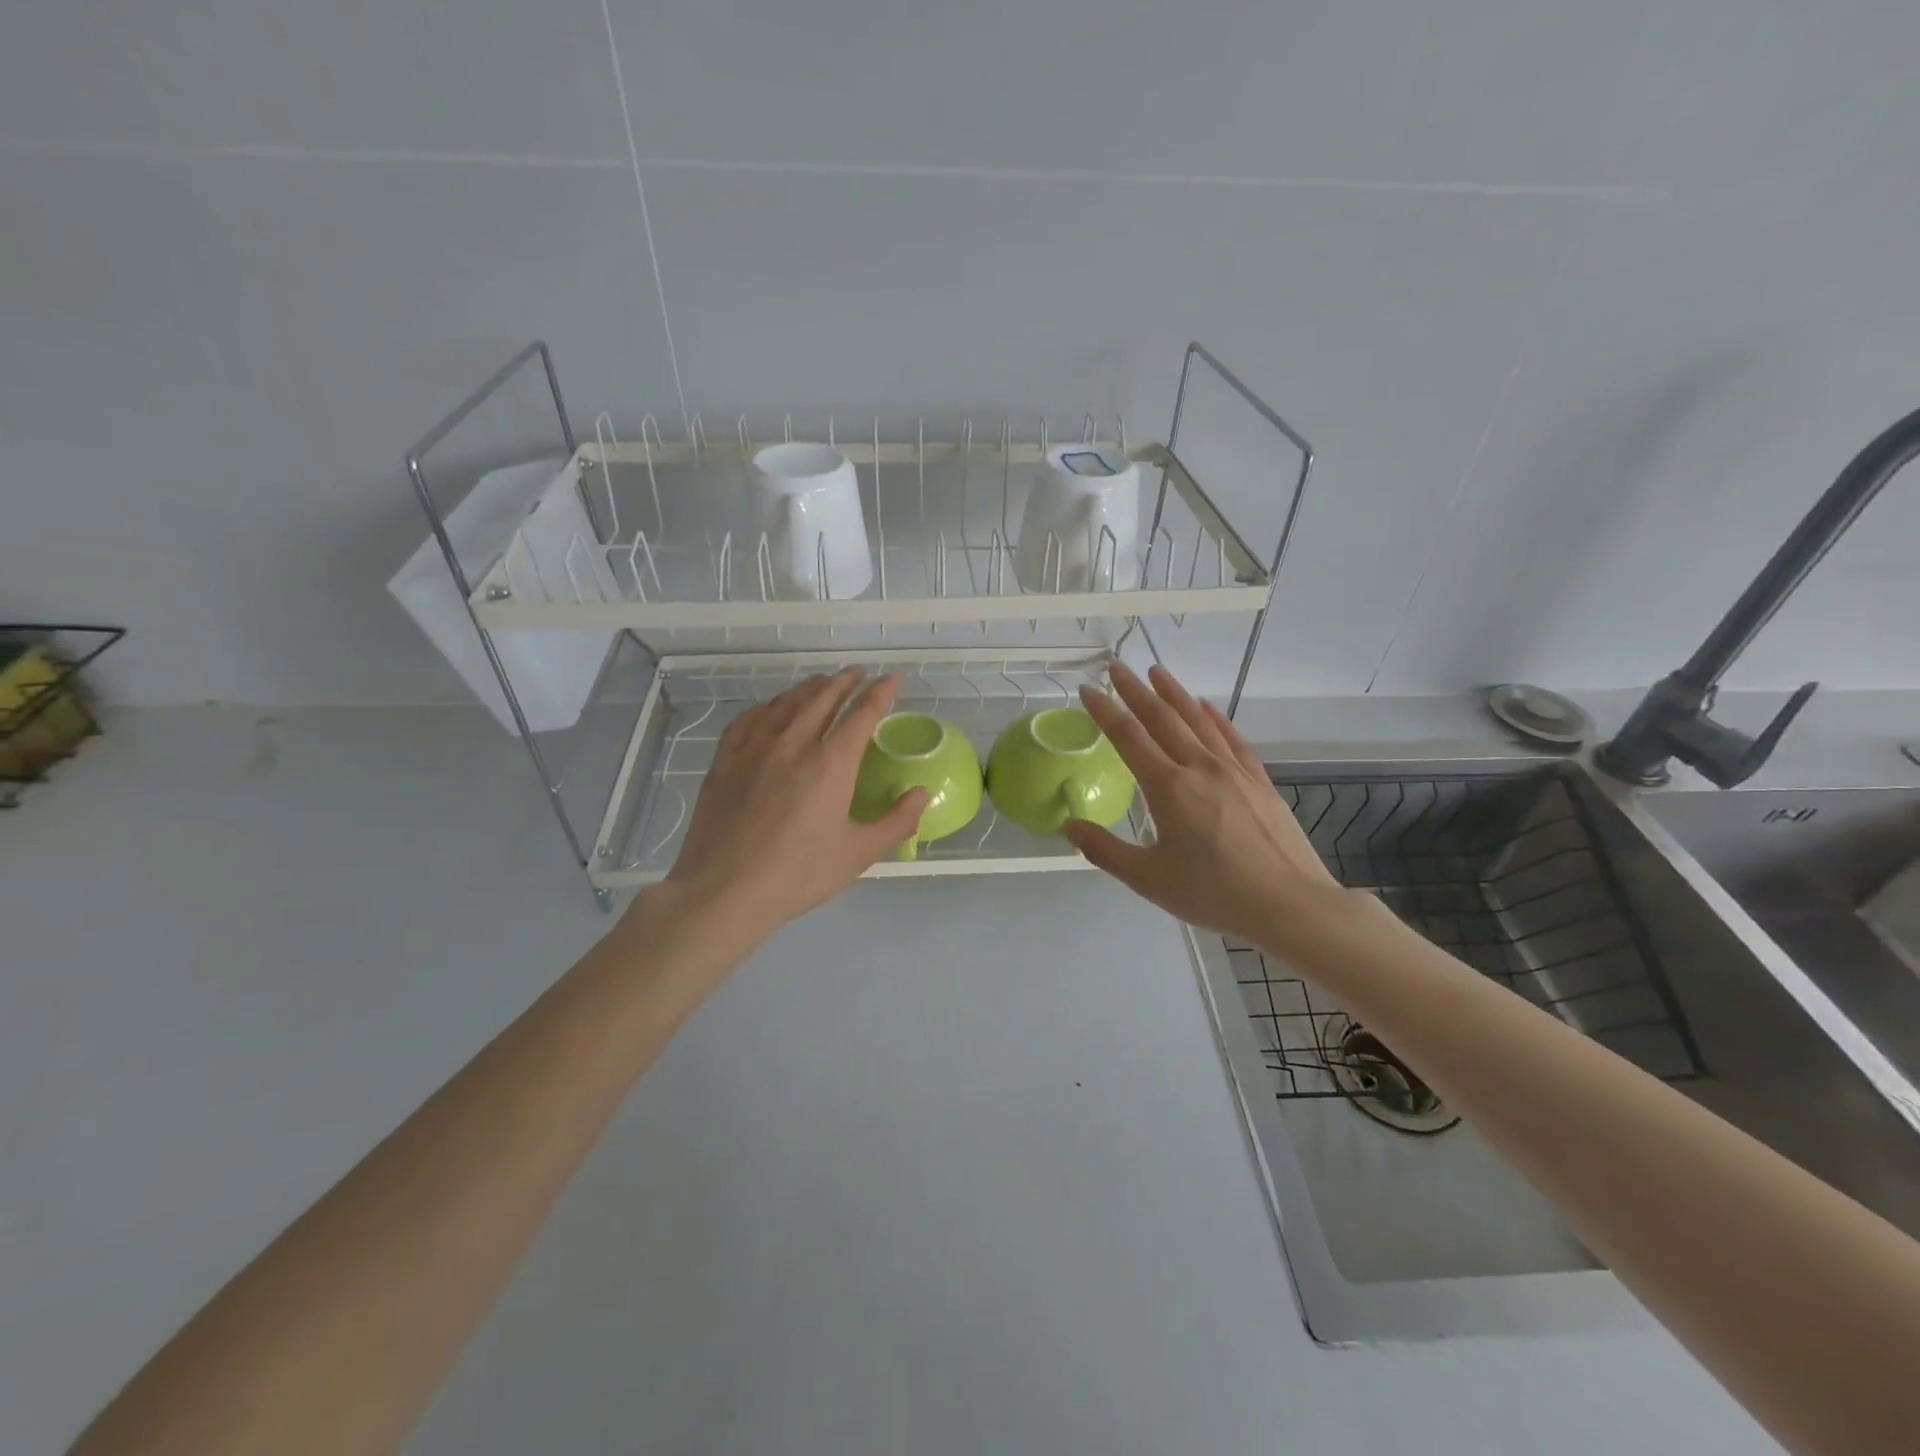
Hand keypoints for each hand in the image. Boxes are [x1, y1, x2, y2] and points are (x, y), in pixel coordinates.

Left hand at [652, 669, 926, 940]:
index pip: (861, 715)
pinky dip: (768, 706)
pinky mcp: (725, 760)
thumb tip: (920, 792)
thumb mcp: (859, 854)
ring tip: (821, 683)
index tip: (890, 679)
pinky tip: (771, 709)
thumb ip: (897, 821)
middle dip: (844, 682)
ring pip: (786, 703)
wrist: (724, 890)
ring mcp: (755, 748)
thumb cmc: (799, 875)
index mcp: (831, 764)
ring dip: (809, 688)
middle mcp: (794, 743)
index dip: (879, 694)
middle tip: (857, 673)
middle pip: (822, 698)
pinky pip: (750, 719)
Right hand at [1065, 663, 1346, 949]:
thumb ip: (1104, 850)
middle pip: (1162, 718)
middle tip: (1117, 667)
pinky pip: (1232, 738)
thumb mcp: (1148, 879)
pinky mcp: (1259, 781)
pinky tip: (1207, 707)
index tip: (1087, 690)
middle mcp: (1200, 767)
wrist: (1289, 904)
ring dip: (1174, 694)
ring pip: (1198, 721)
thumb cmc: (1213, 893)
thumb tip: (1069, 825)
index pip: (1128, 737)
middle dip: (1136, 690)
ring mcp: (1234, 771)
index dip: (1104, 711)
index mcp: (1169, 788)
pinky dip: (1215, 718)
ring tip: (1157, 672)